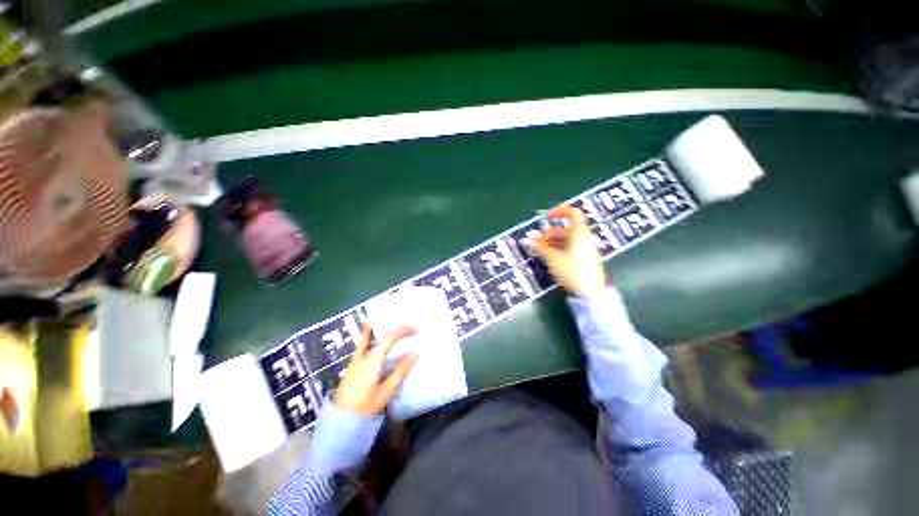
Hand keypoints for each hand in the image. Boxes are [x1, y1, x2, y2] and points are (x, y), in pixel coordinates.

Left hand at [334, 325, 418, 415]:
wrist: (343, 414)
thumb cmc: (367, 404)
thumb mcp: (387, 390)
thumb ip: (400, 370)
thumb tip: (414, 353)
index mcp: (372, 359)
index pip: (389, 337)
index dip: (403, 331)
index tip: (416, 331)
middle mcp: (363, 355)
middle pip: (377, 335)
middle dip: (392, 330)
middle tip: (406, 330)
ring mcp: (355, 360)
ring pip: (367, 339)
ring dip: (378, 332)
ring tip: (390, 328)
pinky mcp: (352, 366)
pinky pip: (362, 346)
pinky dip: (369, 339)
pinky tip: (372, 343)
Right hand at [534, 205, 607, 297]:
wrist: (592, 292)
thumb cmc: (574, 272)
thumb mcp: (554, 259)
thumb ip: (542, 247)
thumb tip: (531, 239)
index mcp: (579, 233)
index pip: (572, 213)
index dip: (559, 211)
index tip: (546, 216)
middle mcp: (585, 238)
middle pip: (567, 229)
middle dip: (550, 233)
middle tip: (538, 243)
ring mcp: (587, 249)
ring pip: (569, 240)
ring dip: (554, 243)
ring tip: (542, 252)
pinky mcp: (587, 260)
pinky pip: (572, 249)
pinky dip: (561, 250)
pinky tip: (552, 260)